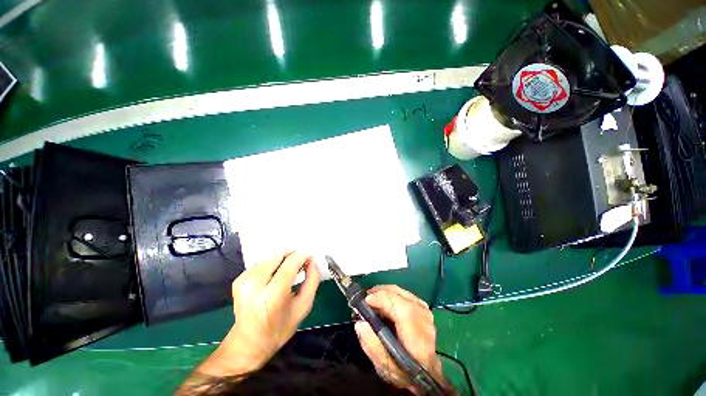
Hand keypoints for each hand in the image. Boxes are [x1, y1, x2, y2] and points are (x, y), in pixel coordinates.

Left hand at [198, 252, 320, 376]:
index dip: (303, 257)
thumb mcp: (303, 307)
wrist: (248, 343)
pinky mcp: (240, 279)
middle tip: (300, 266)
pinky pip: (262, 263)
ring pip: (271, 257)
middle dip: (293, 256)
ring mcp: (245, 280)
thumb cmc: (279, 328)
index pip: (291, 262)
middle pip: (279, 255)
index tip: (310, 260)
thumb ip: (312, 281)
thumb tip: (312, 262)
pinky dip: (272, 265)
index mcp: (273, 295)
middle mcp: (255, 284)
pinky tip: (275, 277)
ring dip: (283, 260)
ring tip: (288, 273)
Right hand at [354, 285, 445, 393]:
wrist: (425, 371)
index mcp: (417, 340)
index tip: (367, 300)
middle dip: (382, 293)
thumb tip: (360, 323)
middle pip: (402, 297)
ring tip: (373, 297)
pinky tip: (384, 298)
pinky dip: (392, 293)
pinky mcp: (423, 308)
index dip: (384, 300)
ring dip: (386, 291)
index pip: (404, 311)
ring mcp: (426, 313)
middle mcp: (425, 323)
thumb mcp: (384, 367)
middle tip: (366, 298)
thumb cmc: (404, 371)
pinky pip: (405, 294)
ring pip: (403, 292)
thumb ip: (372, 346)